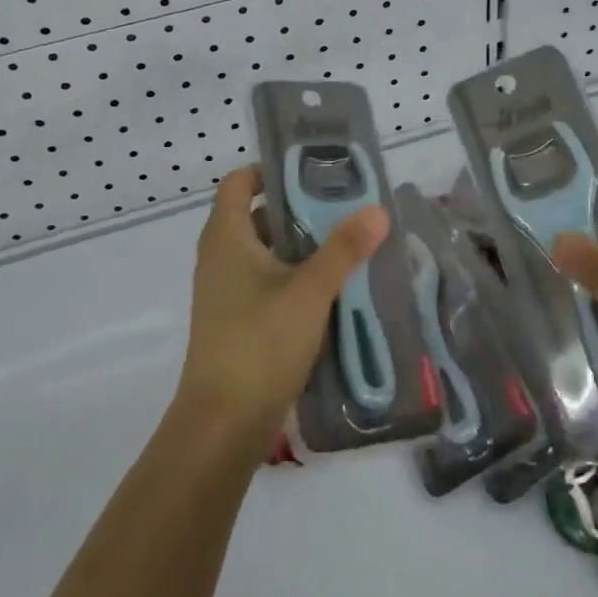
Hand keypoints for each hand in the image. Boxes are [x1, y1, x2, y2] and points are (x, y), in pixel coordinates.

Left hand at [175, 165, 387, 455]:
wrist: (222, 426)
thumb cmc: (259, 343)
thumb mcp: (309, 291)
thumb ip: (343, 249)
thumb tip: (377, 210)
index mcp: (227, 237)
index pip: (240, 182)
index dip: (271, 170)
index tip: (312, 171)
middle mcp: (220, 257)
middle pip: (259, 215)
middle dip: (300, 209)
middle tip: (344, 206)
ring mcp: (227, 292)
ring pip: (266, 252)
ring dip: (302, 247)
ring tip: (347, 244)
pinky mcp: (237, 321)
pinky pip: (267, 282)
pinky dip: (295, 277)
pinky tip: (332, 289)